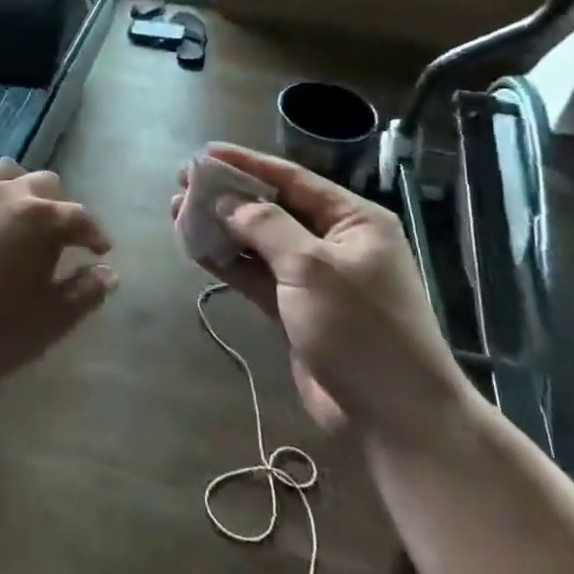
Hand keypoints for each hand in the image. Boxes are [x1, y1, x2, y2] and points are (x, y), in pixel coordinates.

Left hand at [0, 159, 115, 387]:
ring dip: (20, 192)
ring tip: (19, 220)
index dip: (94, 233)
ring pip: (4, 175)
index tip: (100, 251)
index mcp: (40, 217)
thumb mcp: (49, 320)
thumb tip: (108, 273)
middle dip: (58, 206)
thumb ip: (84, 293)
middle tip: (60, 237)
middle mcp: (6, 195)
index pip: (79, 216)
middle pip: (43, 184)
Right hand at [173, 144, 465, 444]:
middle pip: (272, 208)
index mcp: (353, 220)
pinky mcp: (295, 311)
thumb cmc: (361, 329)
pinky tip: (196, 249)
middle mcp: (333, 242)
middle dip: (228, 196)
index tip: (205, 153)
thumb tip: (226, 202)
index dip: (247, 164)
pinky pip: (256, 276)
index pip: (291, 179)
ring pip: (258, 242)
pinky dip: (228, 263)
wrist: (395, 420)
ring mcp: (313, 279)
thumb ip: (266, 228)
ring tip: (178, 211)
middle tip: (184, 182)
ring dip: (221, 228)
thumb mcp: (313, 268)